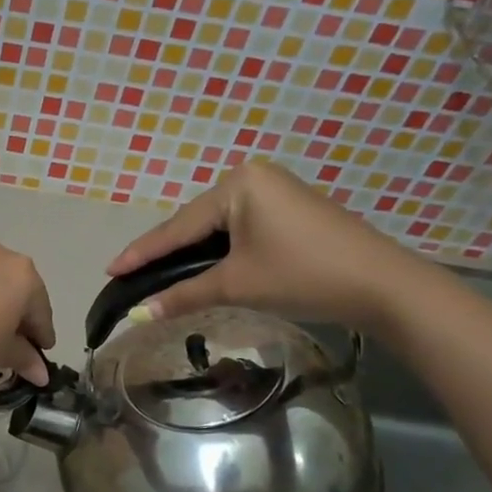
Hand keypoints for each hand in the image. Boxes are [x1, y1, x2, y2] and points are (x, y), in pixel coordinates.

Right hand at [106, 161, 426, 331]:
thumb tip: (139, 314)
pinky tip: (202, 267)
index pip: (177, 226)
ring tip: (157, 275)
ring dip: (191, 254)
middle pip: (195, 223)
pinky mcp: (290, 210)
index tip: (109, 269)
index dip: (142, 253)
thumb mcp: (236, 285)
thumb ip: (184, 295)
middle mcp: (253, 177)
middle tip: (130, 275)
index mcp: (237, 184)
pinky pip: (239, 229)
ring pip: (217, 228)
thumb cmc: (302, 275)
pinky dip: (219, 251)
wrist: (382, 285)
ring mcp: (275, 191)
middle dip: (165, 253)